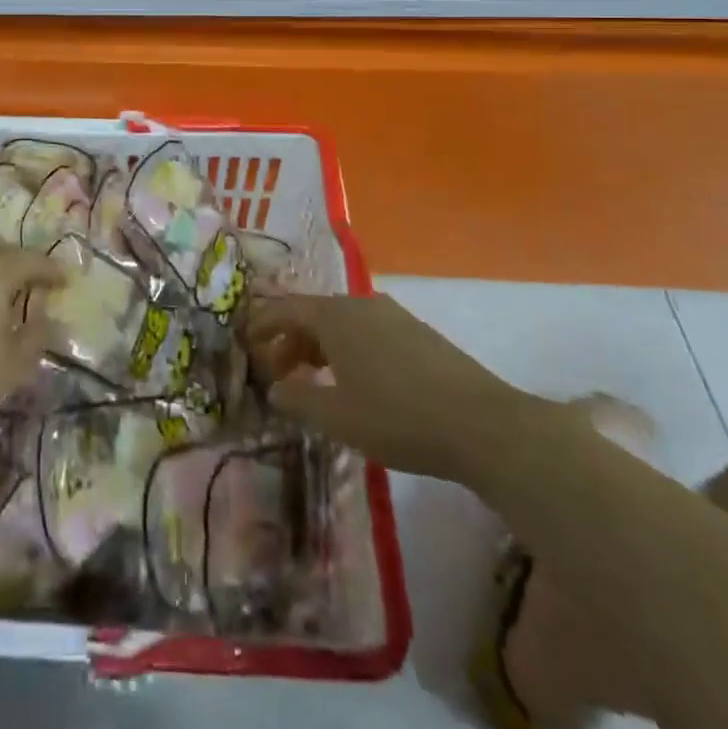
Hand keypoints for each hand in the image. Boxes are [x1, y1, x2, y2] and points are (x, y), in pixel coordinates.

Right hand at [249, 293, 539, 482]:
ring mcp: (392, 315)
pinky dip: (346, 350)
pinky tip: (354, 383)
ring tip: (313, 381)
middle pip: (312, 314)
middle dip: (289, 341)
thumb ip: (298, 399)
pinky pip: (366, 332)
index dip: (260, 325)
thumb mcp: (337, 417)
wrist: (483, 424)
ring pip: (340, 324)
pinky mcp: (416, 333)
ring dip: (318, 348)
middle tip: (277, 375)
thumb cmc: (398, 417)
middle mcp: (359, 304)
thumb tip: (275, 387)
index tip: (245, 344)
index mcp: (334, 315)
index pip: (283, 308)